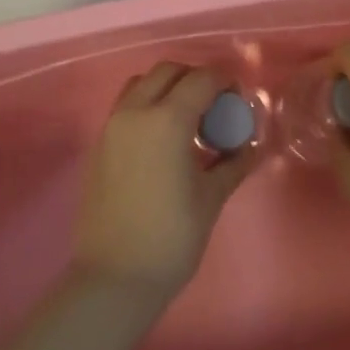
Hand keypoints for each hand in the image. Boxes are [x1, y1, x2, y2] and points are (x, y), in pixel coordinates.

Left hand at [73, 62, 257, 302]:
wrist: (114, 277)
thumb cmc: (171, 238)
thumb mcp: (212, 197)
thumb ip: (233, 162)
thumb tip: (250, 145)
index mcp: (167, 120)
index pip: (201, 79)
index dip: (224, 82)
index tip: (237, 100)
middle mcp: (135, 112)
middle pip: (167, 71)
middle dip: (194, 79)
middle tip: (214, 107)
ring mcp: (112, 126)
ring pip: (141, 84)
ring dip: (167, 88)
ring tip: (186, 120)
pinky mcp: (99, 143)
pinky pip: (125, 106)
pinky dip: (147, 105)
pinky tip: (163, 139)